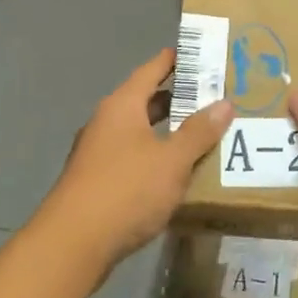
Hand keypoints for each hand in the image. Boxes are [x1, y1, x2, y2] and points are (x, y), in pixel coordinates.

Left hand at [37, 49, 231, 272]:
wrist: (73, 244)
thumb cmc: (126, 190)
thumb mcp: (172, 160)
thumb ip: (199, 132)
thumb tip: (225, 103)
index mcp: (122, 106)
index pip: (151, 70)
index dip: (175, 60)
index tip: (199, 52)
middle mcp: (106, 122)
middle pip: (145, 100)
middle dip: (177, 98)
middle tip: (213, 96)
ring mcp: (98, 152)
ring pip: (139, 131)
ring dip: (167, 130)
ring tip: (202, 133)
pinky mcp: (97, 181)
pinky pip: (132, 157)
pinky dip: (155, 156)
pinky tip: (176, 172)